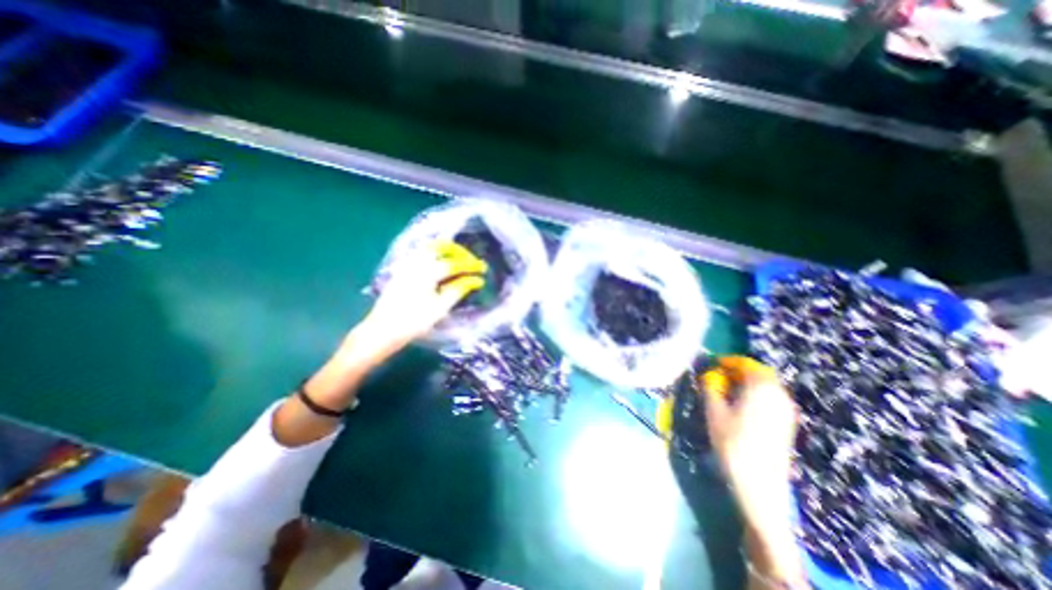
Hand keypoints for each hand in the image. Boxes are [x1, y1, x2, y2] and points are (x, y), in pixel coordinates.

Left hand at [355, 241, 482, 358]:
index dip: (471, 266)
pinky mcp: (401, 271)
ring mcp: (406, 265)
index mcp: (427, 272)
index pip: (454, 264)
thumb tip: (476, 281)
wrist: (382, 330)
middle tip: (470, 262)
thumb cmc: (413, 322)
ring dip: (446, 252)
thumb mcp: (440, 308)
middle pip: (440, 247)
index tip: (483, 269)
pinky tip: (439, 268)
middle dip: (459, 252)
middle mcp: (416, 263)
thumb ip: (458, 290)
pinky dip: (435, 256)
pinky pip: (420, 255)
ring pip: (429, 248)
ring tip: (457, 262)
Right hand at [701, 356, 806, 585]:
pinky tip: (740, 405)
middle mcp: (778, 394)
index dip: (728, 361)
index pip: (746, 364)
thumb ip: (710, 388)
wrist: (760, 484)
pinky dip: (755, 394)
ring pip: (766, 385)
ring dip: (747, 382)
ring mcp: (786, 410)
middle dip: (738, 371)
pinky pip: (771, 398)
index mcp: (761, 388)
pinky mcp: (787, 423)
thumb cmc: (732, 443)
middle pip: (759, 373)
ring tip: (726, 390)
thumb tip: (707, 375)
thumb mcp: (714, 412)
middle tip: (718, 376)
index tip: (712, 365)